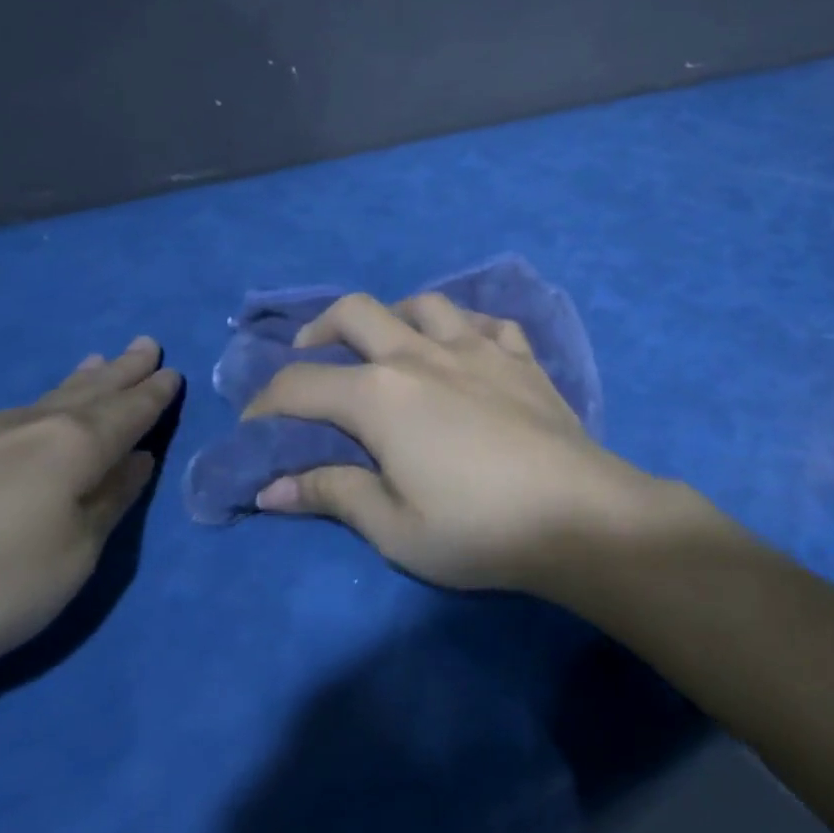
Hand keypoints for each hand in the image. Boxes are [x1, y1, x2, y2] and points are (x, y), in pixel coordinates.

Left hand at [0, 338, 181, 703]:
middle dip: (124, 371)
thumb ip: (108, 506)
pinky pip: (16, 413)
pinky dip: (43, 399)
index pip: (131, 412)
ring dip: (83, 380)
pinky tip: (35, 407)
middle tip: (147, 344)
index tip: (175, 372)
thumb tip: (136, 461)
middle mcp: (32, 427)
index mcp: (75, 446)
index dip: (156, 394)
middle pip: (91, 392)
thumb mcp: (69, 561)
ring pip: (49, 397)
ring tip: (100, 360)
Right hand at [243, 293, 709, 592]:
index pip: (301, 385)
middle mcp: (422, 354)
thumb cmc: (478, 528)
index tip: (255, 424)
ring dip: (395, 315)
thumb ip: (332, 495)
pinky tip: (467, 349)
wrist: (578, 514)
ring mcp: (477, 348)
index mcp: (381, 395)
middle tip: (312, 356)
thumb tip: (271, 488)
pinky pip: (487, 321)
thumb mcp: (394, 527)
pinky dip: (466, 327)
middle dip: (319, 329)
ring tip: (391, 345)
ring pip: (425, 304)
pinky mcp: (521, 357)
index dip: (266, 402)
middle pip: (356, 312)